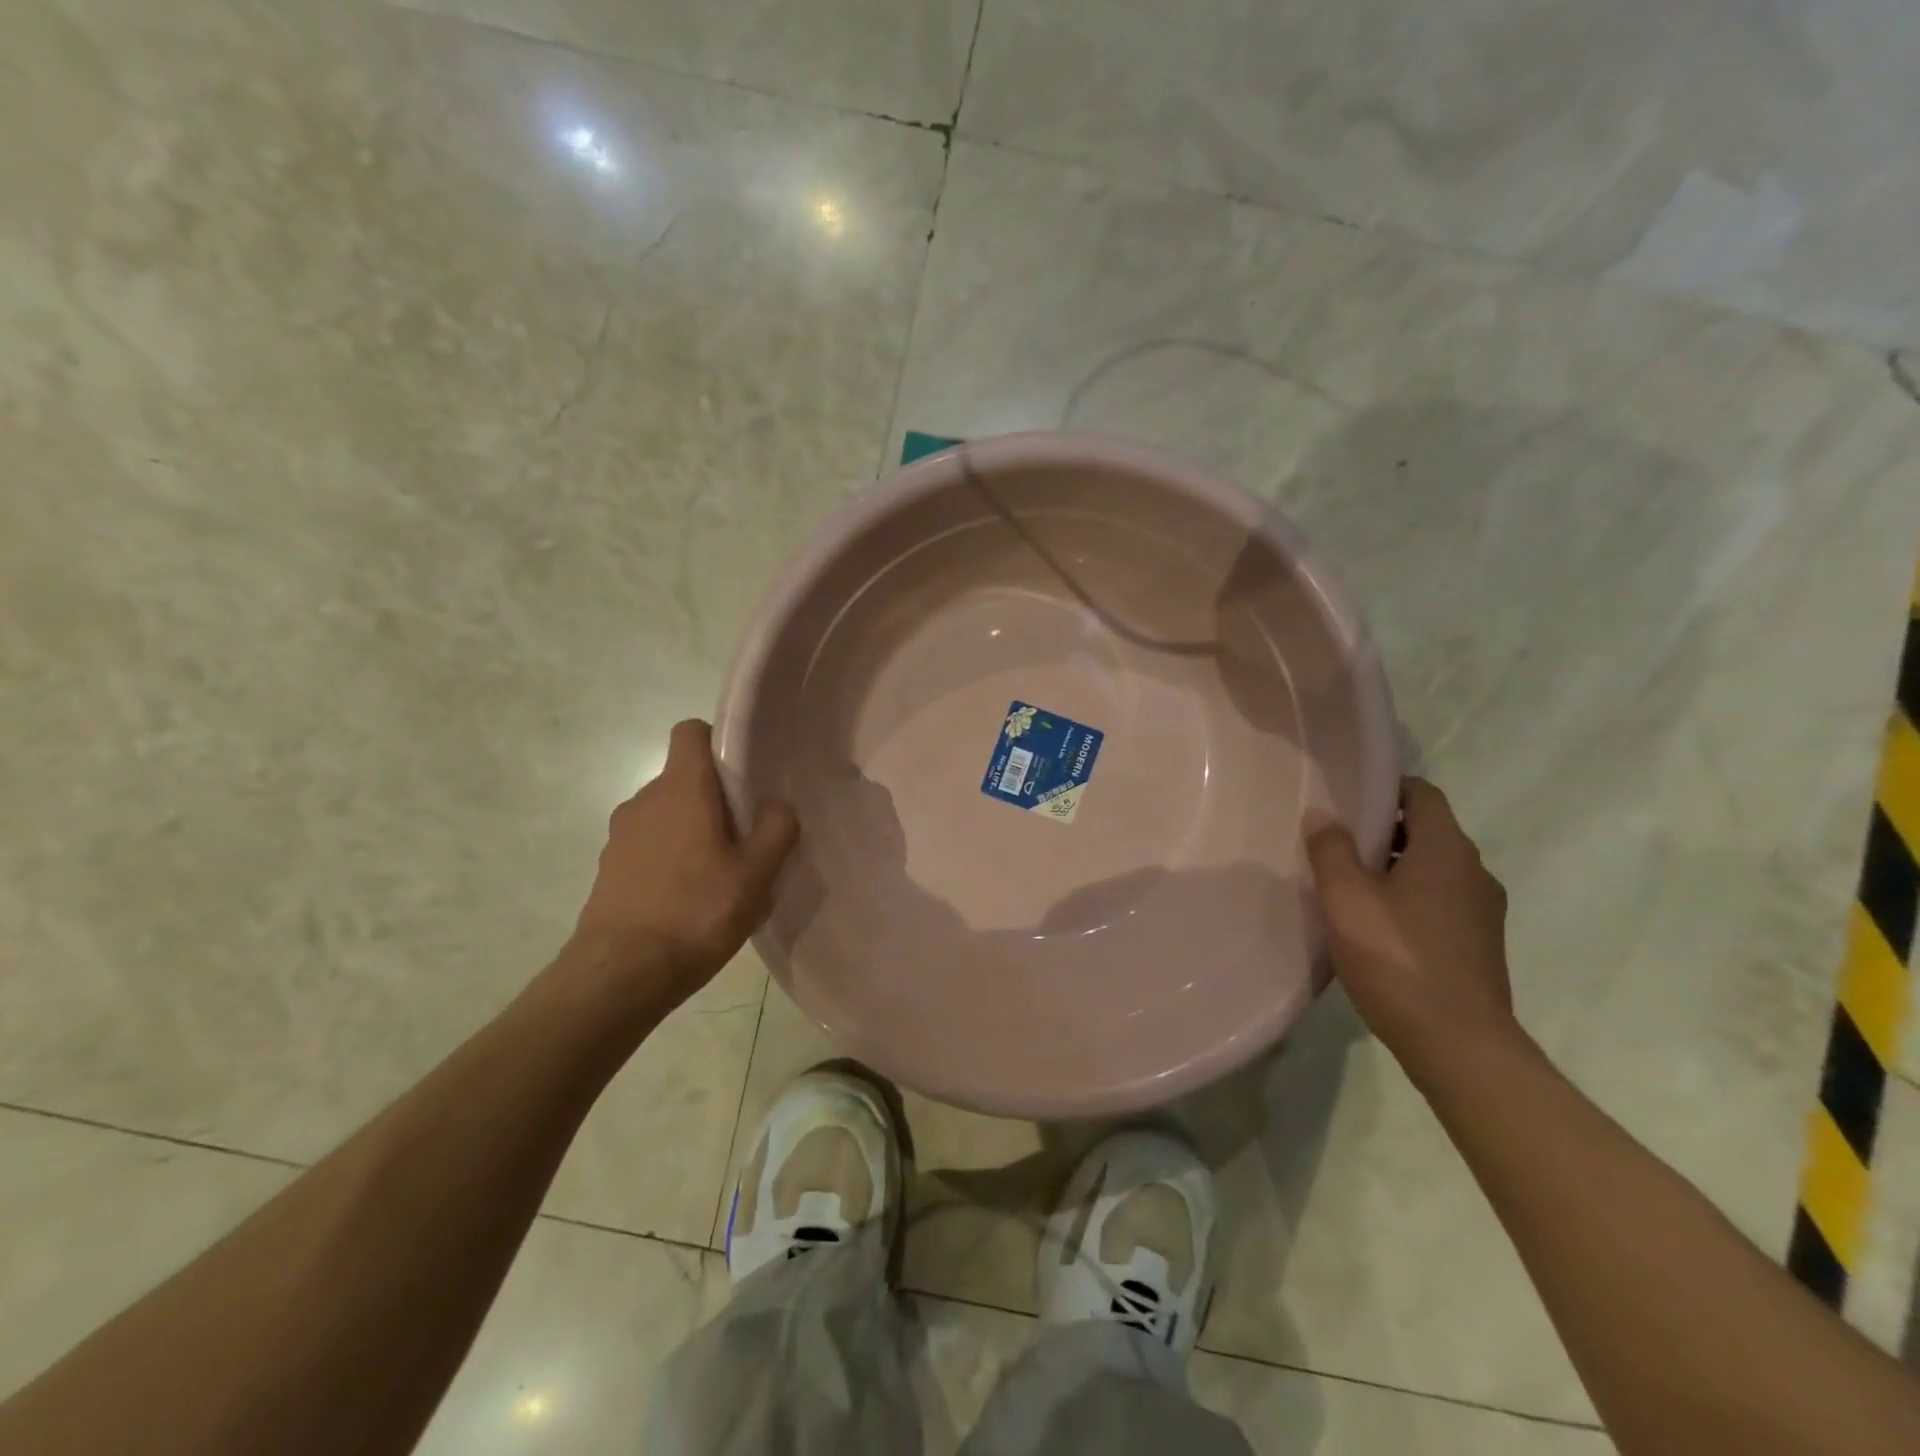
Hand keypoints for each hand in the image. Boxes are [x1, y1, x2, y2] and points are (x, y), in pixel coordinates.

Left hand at [570, 719, 797, 1008]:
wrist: (619, 975)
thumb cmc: (696, 913)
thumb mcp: (756, 874)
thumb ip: (776, 829)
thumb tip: (776, 804)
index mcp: (681, 789)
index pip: (691, 732)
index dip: (719, 743)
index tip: (743, 776)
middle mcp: (644, 800)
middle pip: (684, 778)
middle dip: (715, 799)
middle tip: (745, 838)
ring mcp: (621, 835)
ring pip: (667, 815)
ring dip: (693, 832)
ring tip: (719, 876)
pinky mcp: (609, 868)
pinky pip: (649, 846)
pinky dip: (670, 859)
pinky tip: (689, 900)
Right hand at [1306, 777, 1515, 1075]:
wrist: (1459, 1045)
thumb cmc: (1397, 958)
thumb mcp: (1346, 899)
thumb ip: (1331, 850)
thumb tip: (1323, 815)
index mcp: (1447, 850)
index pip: (1423, 794)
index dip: (1387, 786)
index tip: (1348, 793)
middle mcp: (1474, 872)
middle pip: (1429, 831)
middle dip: (1385, 829)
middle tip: (1336, 838)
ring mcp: (1483, 911)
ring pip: (1434, 869)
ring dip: (1396, 866)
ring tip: (1349, 882)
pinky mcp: (1479, 944)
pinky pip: (1441, 901)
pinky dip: (1410, 897)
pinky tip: (1376, 923)